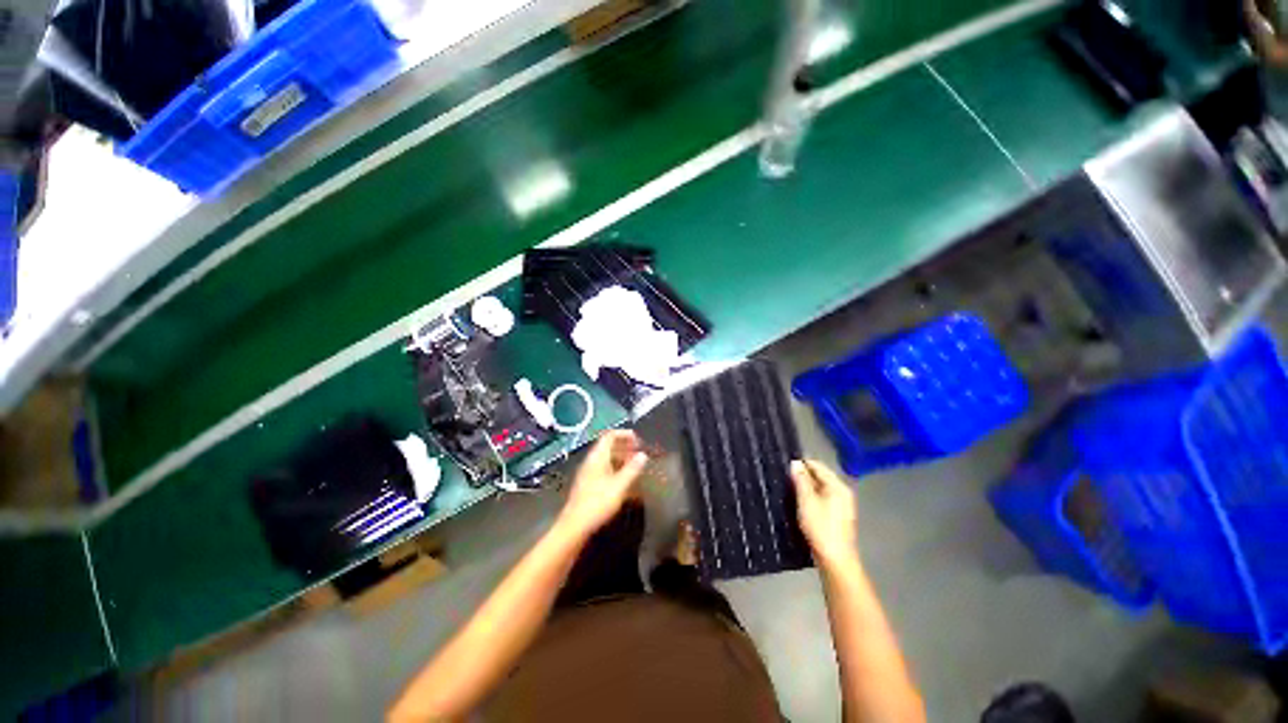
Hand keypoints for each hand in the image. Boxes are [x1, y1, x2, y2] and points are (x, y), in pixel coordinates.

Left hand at [558, 430, 648, 537]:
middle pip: (608, 446)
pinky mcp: (587, 484)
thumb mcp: (620, 485)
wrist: (575, 525)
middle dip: (624, 446)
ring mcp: (588, 472)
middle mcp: (591, 461)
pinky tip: (623, 479)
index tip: (638, 440)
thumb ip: (632, 469)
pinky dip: (615, 468)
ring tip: (634, 465)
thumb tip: (643, 455)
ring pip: (606, 458)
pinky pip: (603, 468)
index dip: (624, 434)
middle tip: (638, 452)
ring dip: (620, 458)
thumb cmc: (598, 502)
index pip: (610, 436)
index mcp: (597, 457)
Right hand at [791, 460, 858, 567]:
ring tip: (788, 489)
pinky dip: (811, 498)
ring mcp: (841, 505)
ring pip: (820, 489)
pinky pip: (822, 499)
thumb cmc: (820, 527)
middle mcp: (842, 492)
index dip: (801, 464)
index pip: (818, 466)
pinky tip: (799, 503)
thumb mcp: (807, 501)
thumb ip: (801, 480)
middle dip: (803, 476)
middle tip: (784, 478)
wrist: (835, 559)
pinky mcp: (837, 516)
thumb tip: (796, 463)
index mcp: (838, 486)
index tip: (784, 465)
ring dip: (805, 488)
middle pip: (820, 477)